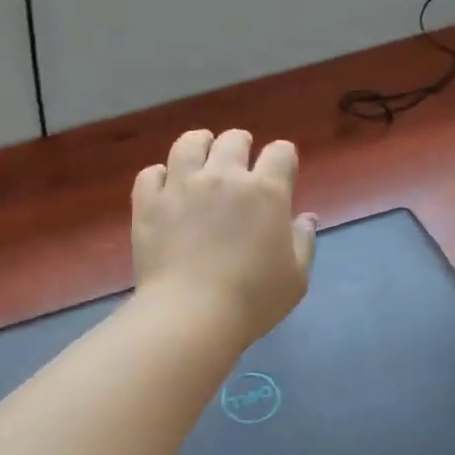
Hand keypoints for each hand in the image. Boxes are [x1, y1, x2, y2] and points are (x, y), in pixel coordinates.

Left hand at [132, 129, 316, 344]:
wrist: (191, 315)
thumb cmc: (252, 300)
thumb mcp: (296, 278)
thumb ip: (303, 242)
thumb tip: (304, 217)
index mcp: (266, 191)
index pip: (281, 153)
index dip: (284, 158)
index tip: (282, 172)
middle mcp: (223, 177)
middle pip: (234, 139)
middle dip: (242, 145)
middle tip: (241, 161)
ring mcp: (182, 186)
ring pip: (189, 143)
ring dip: (200, 145)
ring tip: (201, 157)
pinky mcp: (149, 202)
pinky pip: (151, 173)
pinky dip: (161, 176)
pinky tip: (166, 188)